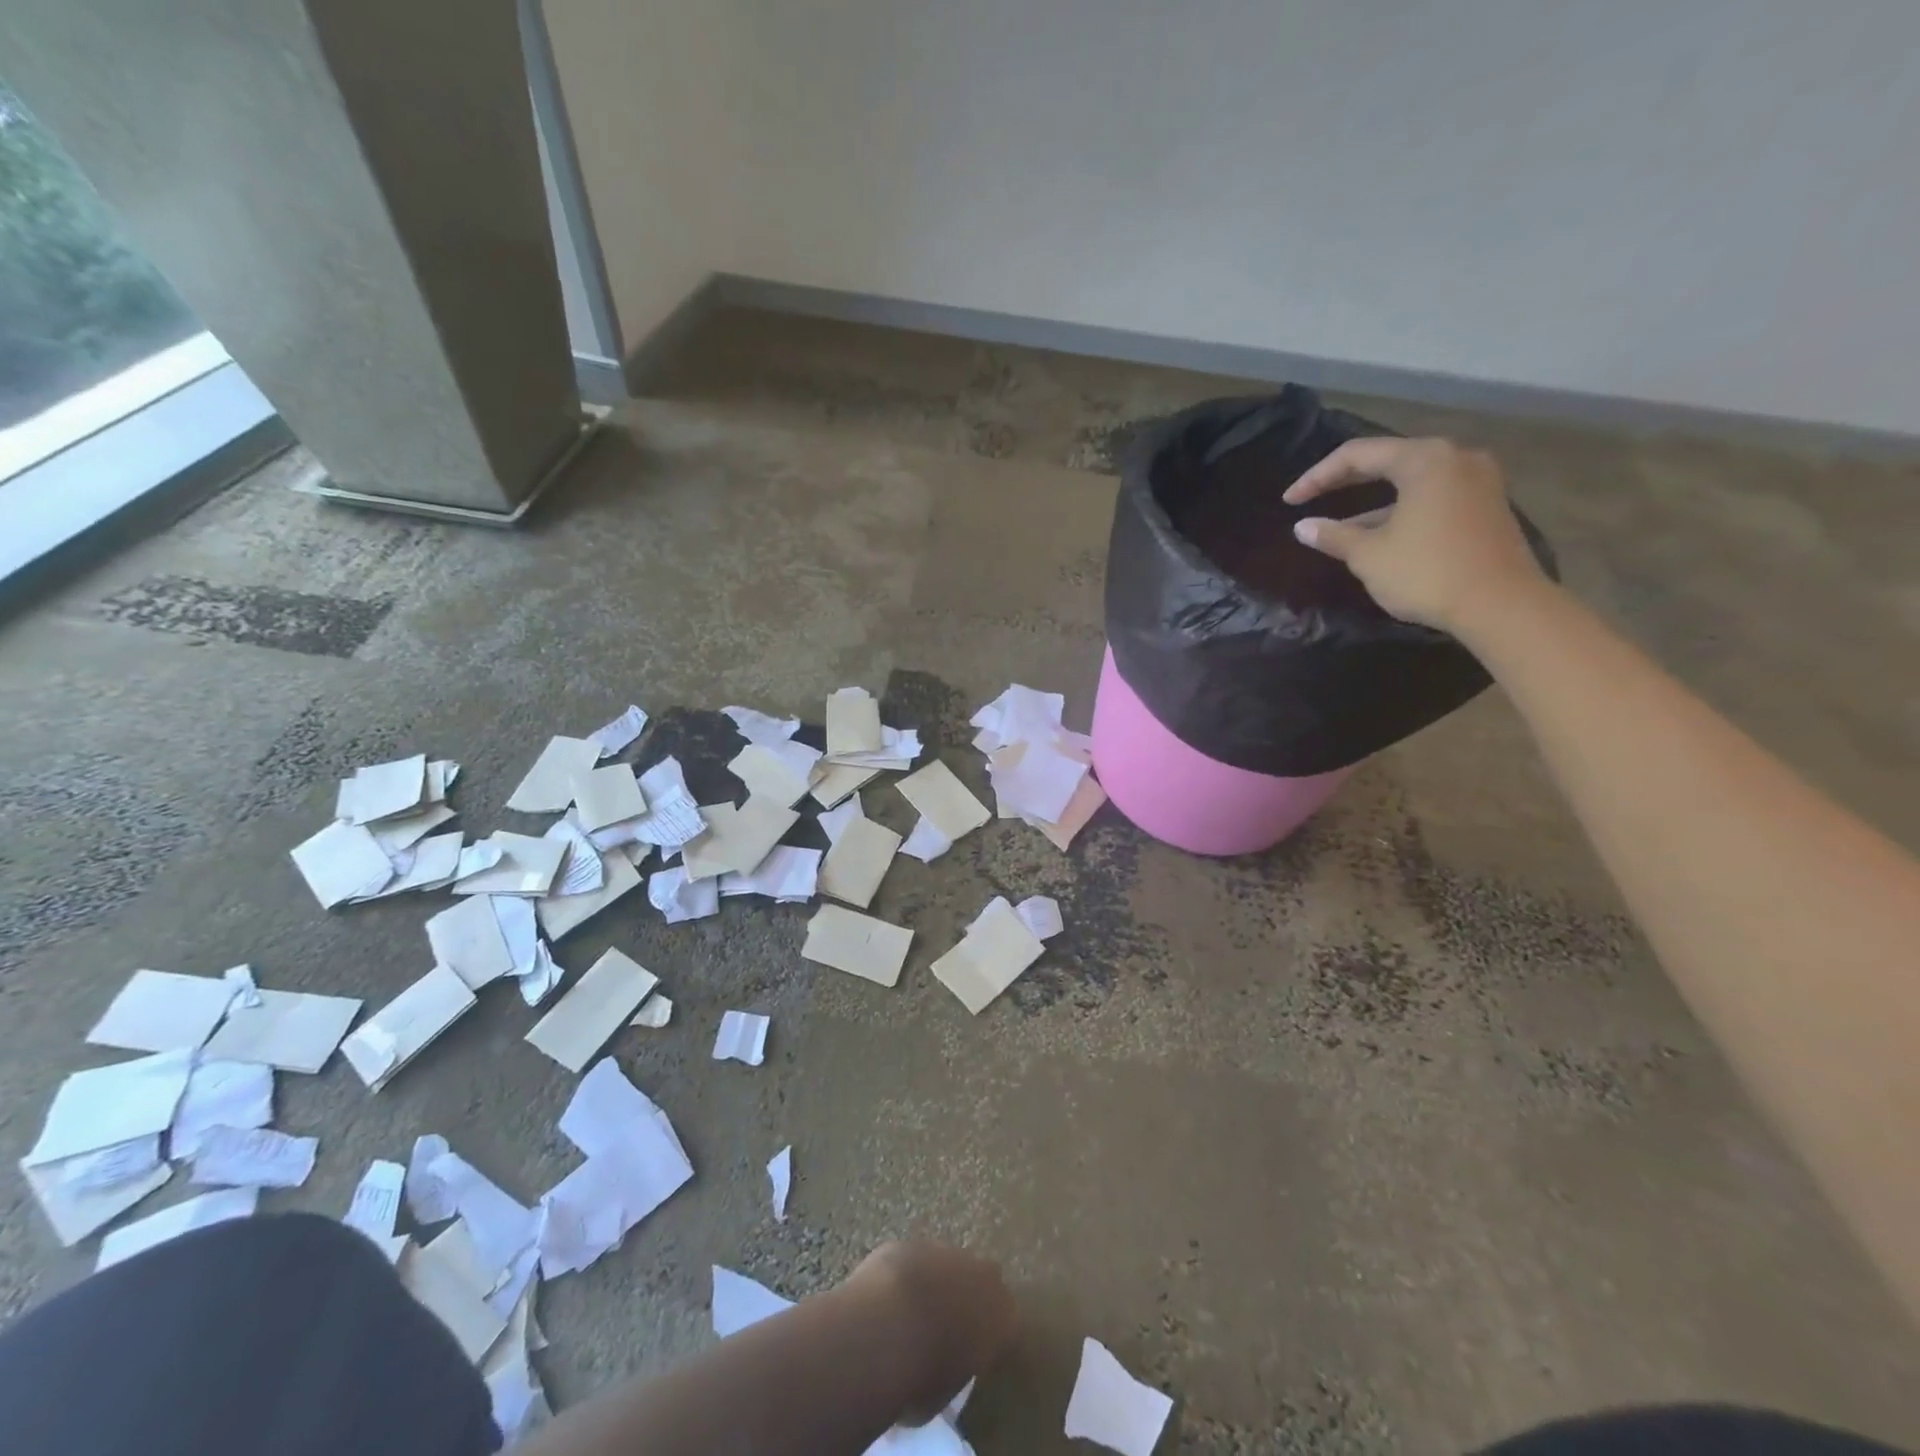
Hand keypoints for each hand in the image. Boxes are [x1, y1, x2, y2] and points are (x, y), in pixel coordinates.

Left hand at [845, 1241, 1017, 1423]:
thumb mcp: (947, 1394)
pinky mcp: (914, 1242)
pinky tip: (888, 1300)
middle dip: (966, 1299)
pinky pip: (916, 1261)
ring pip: (947, 1266)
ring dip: (935, 1284)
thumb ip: (953, 1371)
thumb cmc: (925, 1375)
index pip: (1005, 1326)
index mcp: (1004, 1316)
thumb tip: (940, 1370)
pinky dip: (907, 1277)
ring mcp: (948, 1251)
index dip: (986, 1340)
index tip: (969, 1355)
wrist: (888, 1325)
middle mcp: (984, 1276)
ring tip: (910, 1315)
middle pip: (981, 1284)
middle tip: (944, 1329)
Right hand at [1283, 437, 1546, 634]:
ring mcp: (1477, 481)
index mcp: (1424, 459)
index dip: (1316, 477)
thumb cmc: (1427, 572)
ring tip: (1340, 525)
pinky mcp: (1486, 505)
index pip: (1356, 455)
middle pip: (1387, 460)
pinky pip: (1432, 496)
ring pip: (1410, 480)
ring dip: (1372, 499)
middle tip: (1310, 499)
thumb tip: (1303, 526)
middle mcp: (1455, 458)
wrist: (1501, 605)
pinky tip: (1379, 535)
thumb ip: (1333, 535)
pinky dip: (1400, 509)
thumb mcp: (1368, 555)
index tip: (1289, 501)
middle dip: (1344, 481)